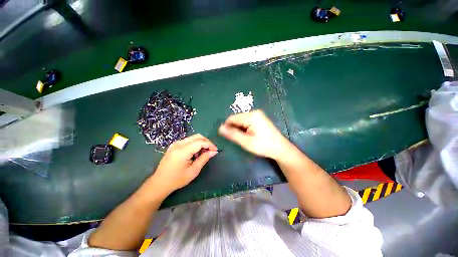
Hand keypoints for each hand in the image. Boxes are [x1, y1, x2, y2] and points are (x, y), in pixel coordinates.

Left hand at [152, 134, 217, 194]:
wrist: (160, 183)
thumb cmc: (177, 179)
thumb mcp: (193, 171)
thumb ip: (204, 159)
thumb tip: (214, 152)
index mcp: (182, 151)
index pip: (200, 142)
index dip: (210, 145)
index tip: (215, 151)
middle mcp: (179, 144)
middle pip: (197, 137)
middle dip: (207, 142)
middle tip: (211, 151)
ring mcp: (175, 143)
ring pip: (193, 138)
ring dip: (201, 143)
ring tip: (203, 153)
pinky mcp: (174, 145)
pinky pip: (188, 141)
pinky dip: (195, 144)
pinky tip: (195, 153)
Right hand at [218, 110, 291, 159]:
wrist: (280, 148)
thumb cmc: (263, 146)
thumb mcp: (246, 142)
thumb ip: (233, 134)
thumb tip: (220, 128)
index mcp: (251, 116)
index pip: (232, 118)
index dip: (227, 127)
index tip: (228, 137)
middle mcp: (254, 112)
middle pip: (237, 119)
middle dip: (235, 128)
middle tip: (239, 139)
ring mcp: (257, 114)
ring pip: (241, 120)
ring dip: (240, 129)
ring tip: (245, 138)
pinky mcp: (259, 118)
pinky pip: (247, 121)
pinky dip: (244, 128)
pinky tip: (249, 135)